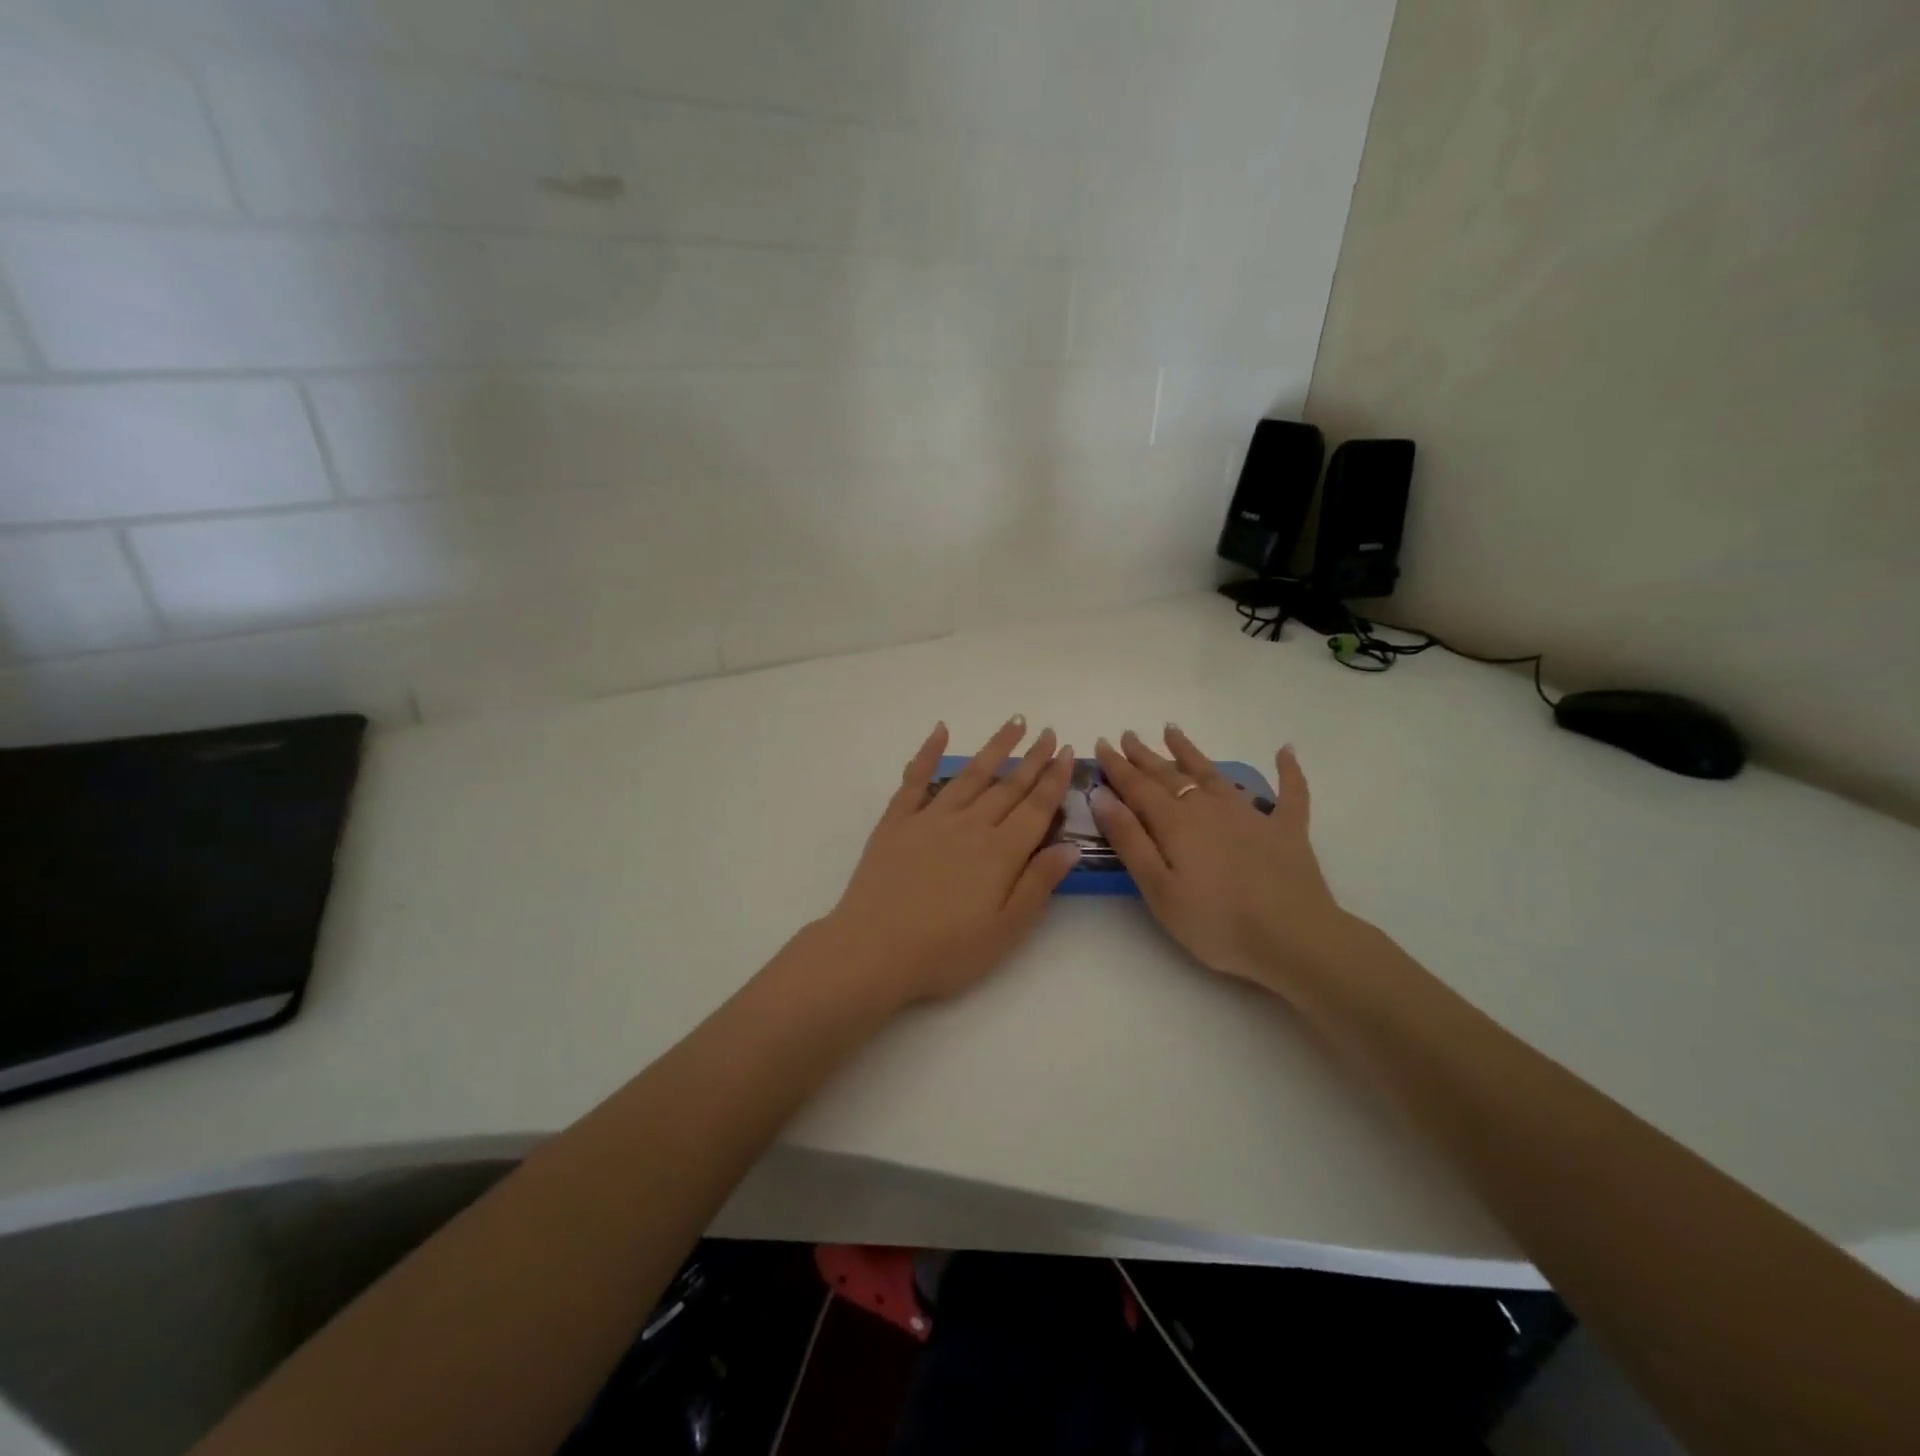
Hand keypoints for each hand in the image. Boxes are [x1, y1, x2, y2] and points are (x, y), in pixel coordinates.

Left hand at [819, 717, 1080, 1006]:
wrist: (874, 950)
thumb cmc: (946, 950)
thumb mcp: (1006, 929)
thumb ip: (1038, 883)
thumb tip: (1071, 845)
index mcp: (1000, 852)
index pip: (1036, 807)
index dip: (1054, 779)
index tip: (1066, 752)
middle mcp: (970, 825)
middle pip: (1008, 786)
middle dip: (1032, 758)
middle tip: (1048, 732)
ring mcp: (931, 818)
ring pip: (971, 775)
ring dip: (995, 748)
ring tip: (1014, 724)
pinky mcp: (897, 821)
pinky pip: (915, 778)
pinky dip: (928, 752)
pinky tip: (941, 731)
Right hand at [1091, 727, 1354, 995]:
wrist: (1293, 938)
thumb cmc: (1215, 922)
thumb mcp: (1158, 888)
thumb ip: (1129, 839)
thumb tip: (1102, 795)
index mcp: (1175, 823)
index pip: (1137, 786)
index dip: (1117, 766)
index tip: (1101, 743)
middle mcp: (1209, 808)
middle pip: (1170, 775)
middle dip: (1145, 756)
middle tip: (1128, 735)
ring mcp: (1251, 815)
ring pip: (1213, 774)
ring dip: (1191, 752)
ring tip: (1173, 731)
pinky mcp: (1286, 829)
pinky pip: (1289, 792)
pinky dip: (1287, 771)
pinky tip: (1284, 751)